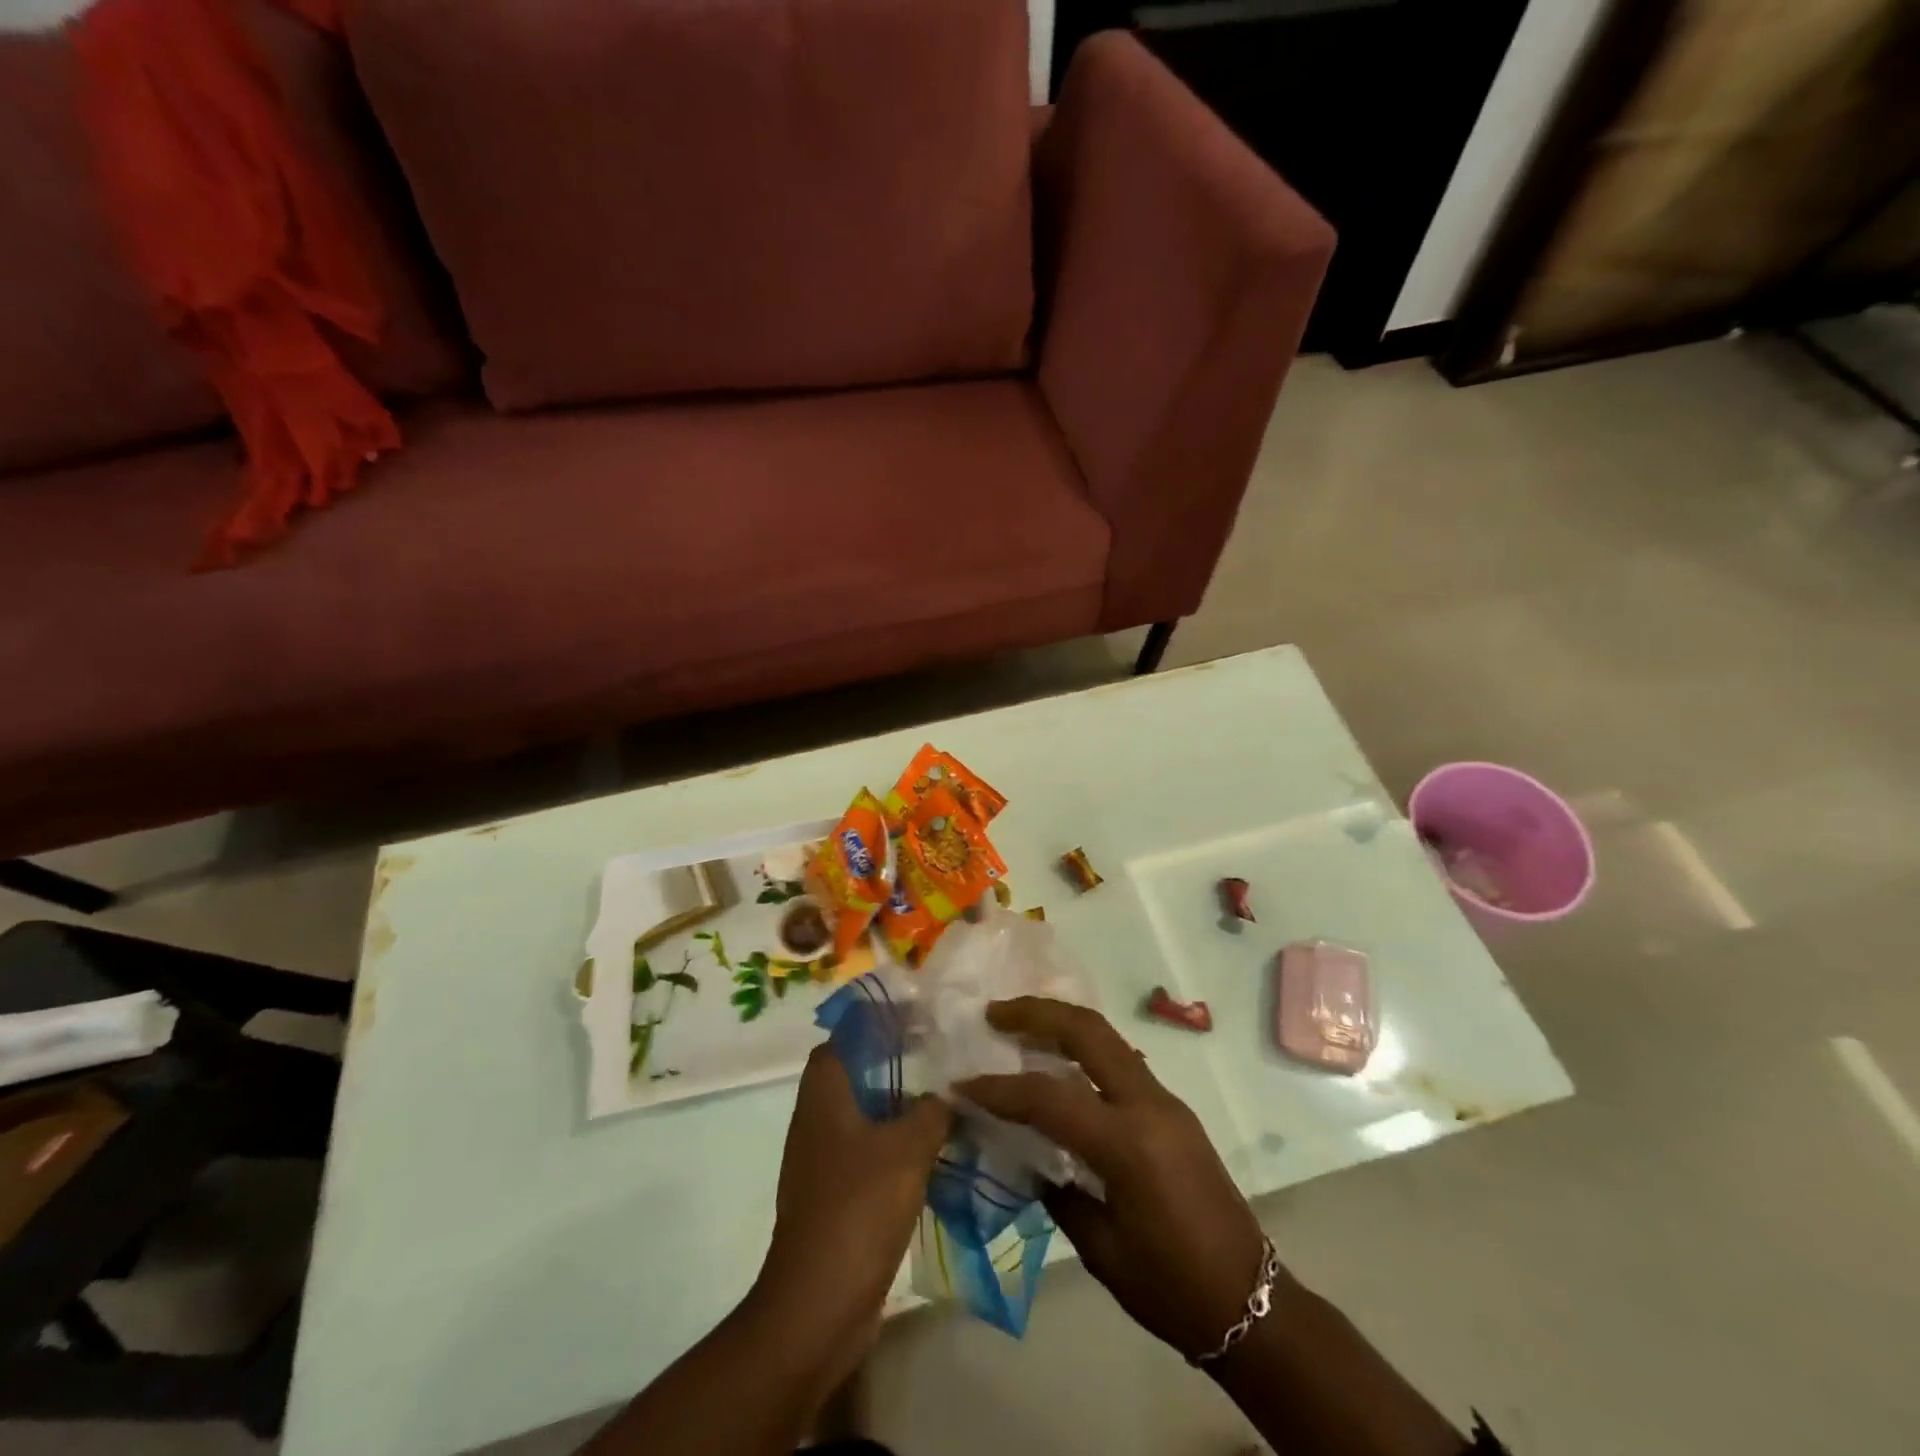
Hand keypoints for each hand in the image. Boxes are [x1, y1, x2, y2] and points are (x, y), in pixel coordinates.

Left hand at [754, 1045, 950, 1379]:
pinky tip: (935, 1152)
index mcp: (824, 1096)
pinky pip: (870, 1154)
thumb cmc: (857, 1209)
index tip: (915, 1018)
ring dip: (901, 1107)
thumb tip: (948, 1096)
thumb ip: (933, 1112)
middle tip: (940, 1056)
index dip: (875, 1022)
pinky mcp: (836, 1197)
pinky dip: (898, 1146)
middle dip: (895, 1062)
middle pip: (856, 1074)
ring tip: (946, 1099)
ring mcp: (824, 1162)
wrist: (818, 1306)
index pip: (843, 1038)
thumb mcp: (908, 1149)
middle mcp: (817, 1121)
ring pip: (866, 1116)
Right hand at [957, 997, 1275, 1359]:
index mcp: (1127, 1144)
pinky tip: (1060, 1064)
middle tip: (994, 1013)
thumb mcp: (1101, 1249)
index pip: (1048, 1098)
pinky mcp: (1172, 1107)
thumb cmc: (1171, 1288)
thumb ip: (1058, 1191)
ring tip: (1019, 1026)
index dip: (999, 1089)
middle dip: (1037, 1013)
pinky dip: (1084, 1048)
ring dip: (1061, 1023)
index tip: (962, 1085)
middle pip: (1087, 1031)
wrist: (1251, 1301)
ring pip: (1107, 1037)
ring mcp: (1165, 1100)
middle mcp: (1148, 1105)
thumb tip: (1026, 1156)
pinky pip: (1120, 1061)